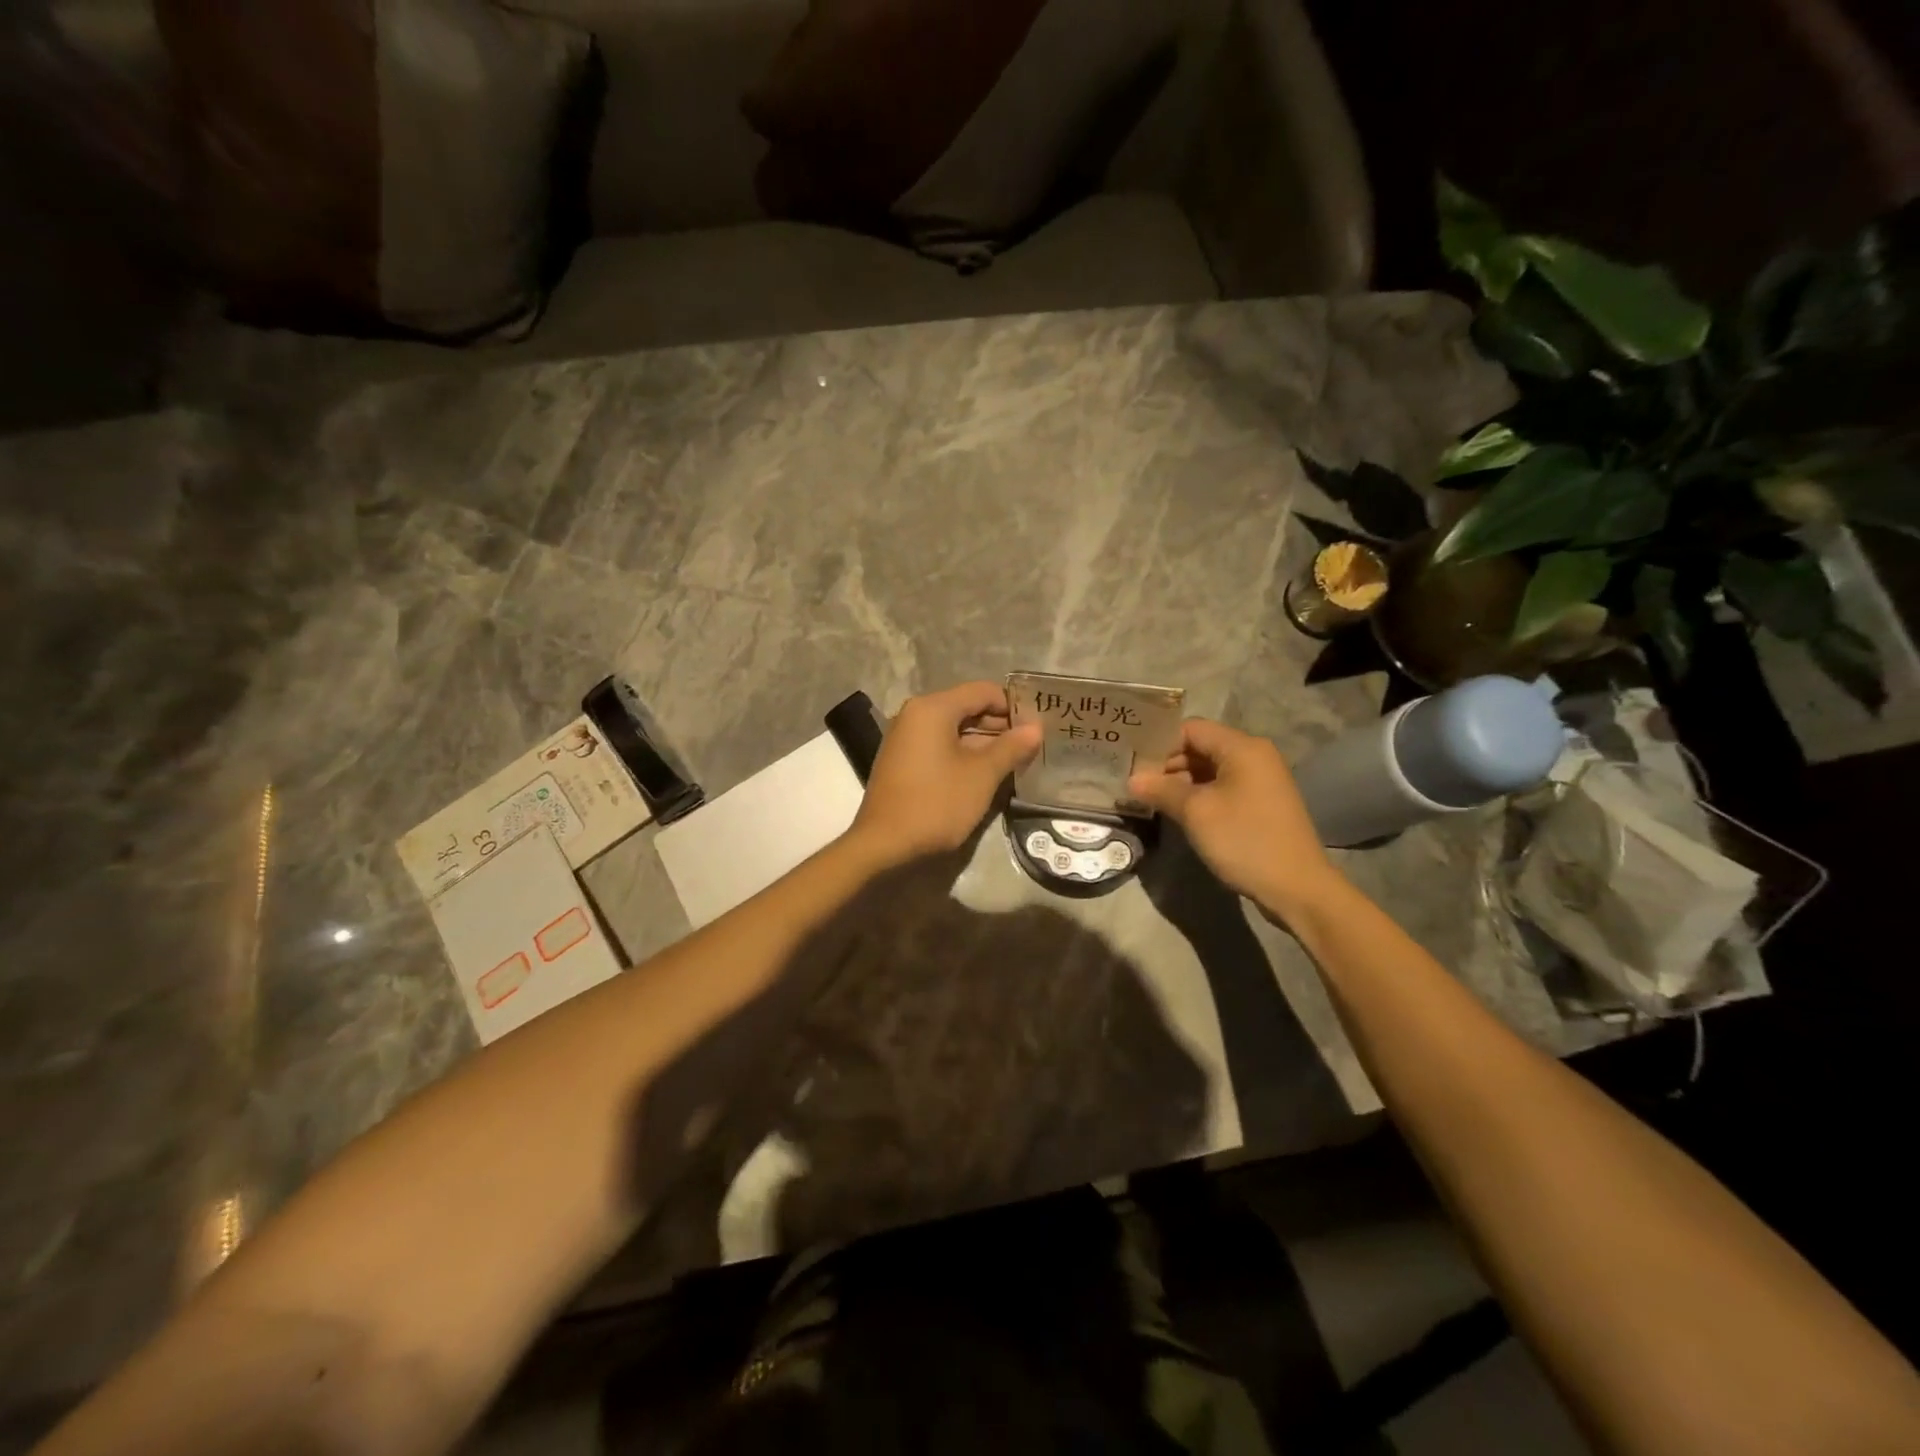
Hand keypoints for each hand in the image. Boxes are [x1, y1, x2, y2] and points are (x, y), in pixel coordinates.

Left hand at [849, 682, 1041, 863]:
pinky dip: (963, 754)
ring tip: (1014, 761)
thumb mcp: (982, 775)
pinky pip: (939, 745)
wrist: (884, 844)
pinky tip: (984, 774)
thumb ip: (1011, 747)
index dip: (1013, 706)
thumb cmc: (936, 803)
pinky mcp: (902, 760)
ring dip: (984, 742)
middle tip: (1031, 746)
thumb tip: (1036, 728)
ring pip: (954, 729)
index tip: (1038, 727)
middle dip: (1000, 725)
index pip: (983, 691)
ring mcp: (905, 737)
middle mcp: (915, 714)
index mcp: (933, 708)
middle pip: (967, 707)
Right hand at [1127, 718, 1342, 914]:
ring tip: (1150, 798)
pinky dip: (1199, 795)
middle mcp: (1254, 755)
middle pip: (1200, 747)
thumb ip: (1161, 789)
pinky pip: (1223, 787)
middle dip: (1167, 763)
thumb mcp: (1196, 812)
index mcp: (1242, 747)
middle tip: (1135, 783)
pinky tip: (1178, 811)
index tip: (1132, 762)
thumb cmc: (1244, 840)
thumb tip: (1132, 779)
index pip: (1190, 728)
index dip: (1159, 742)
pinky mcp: (1261, 803)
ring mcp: (1261, 780)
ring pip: (1210, 769)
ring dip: (1181, 781)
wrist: (1297, 887)